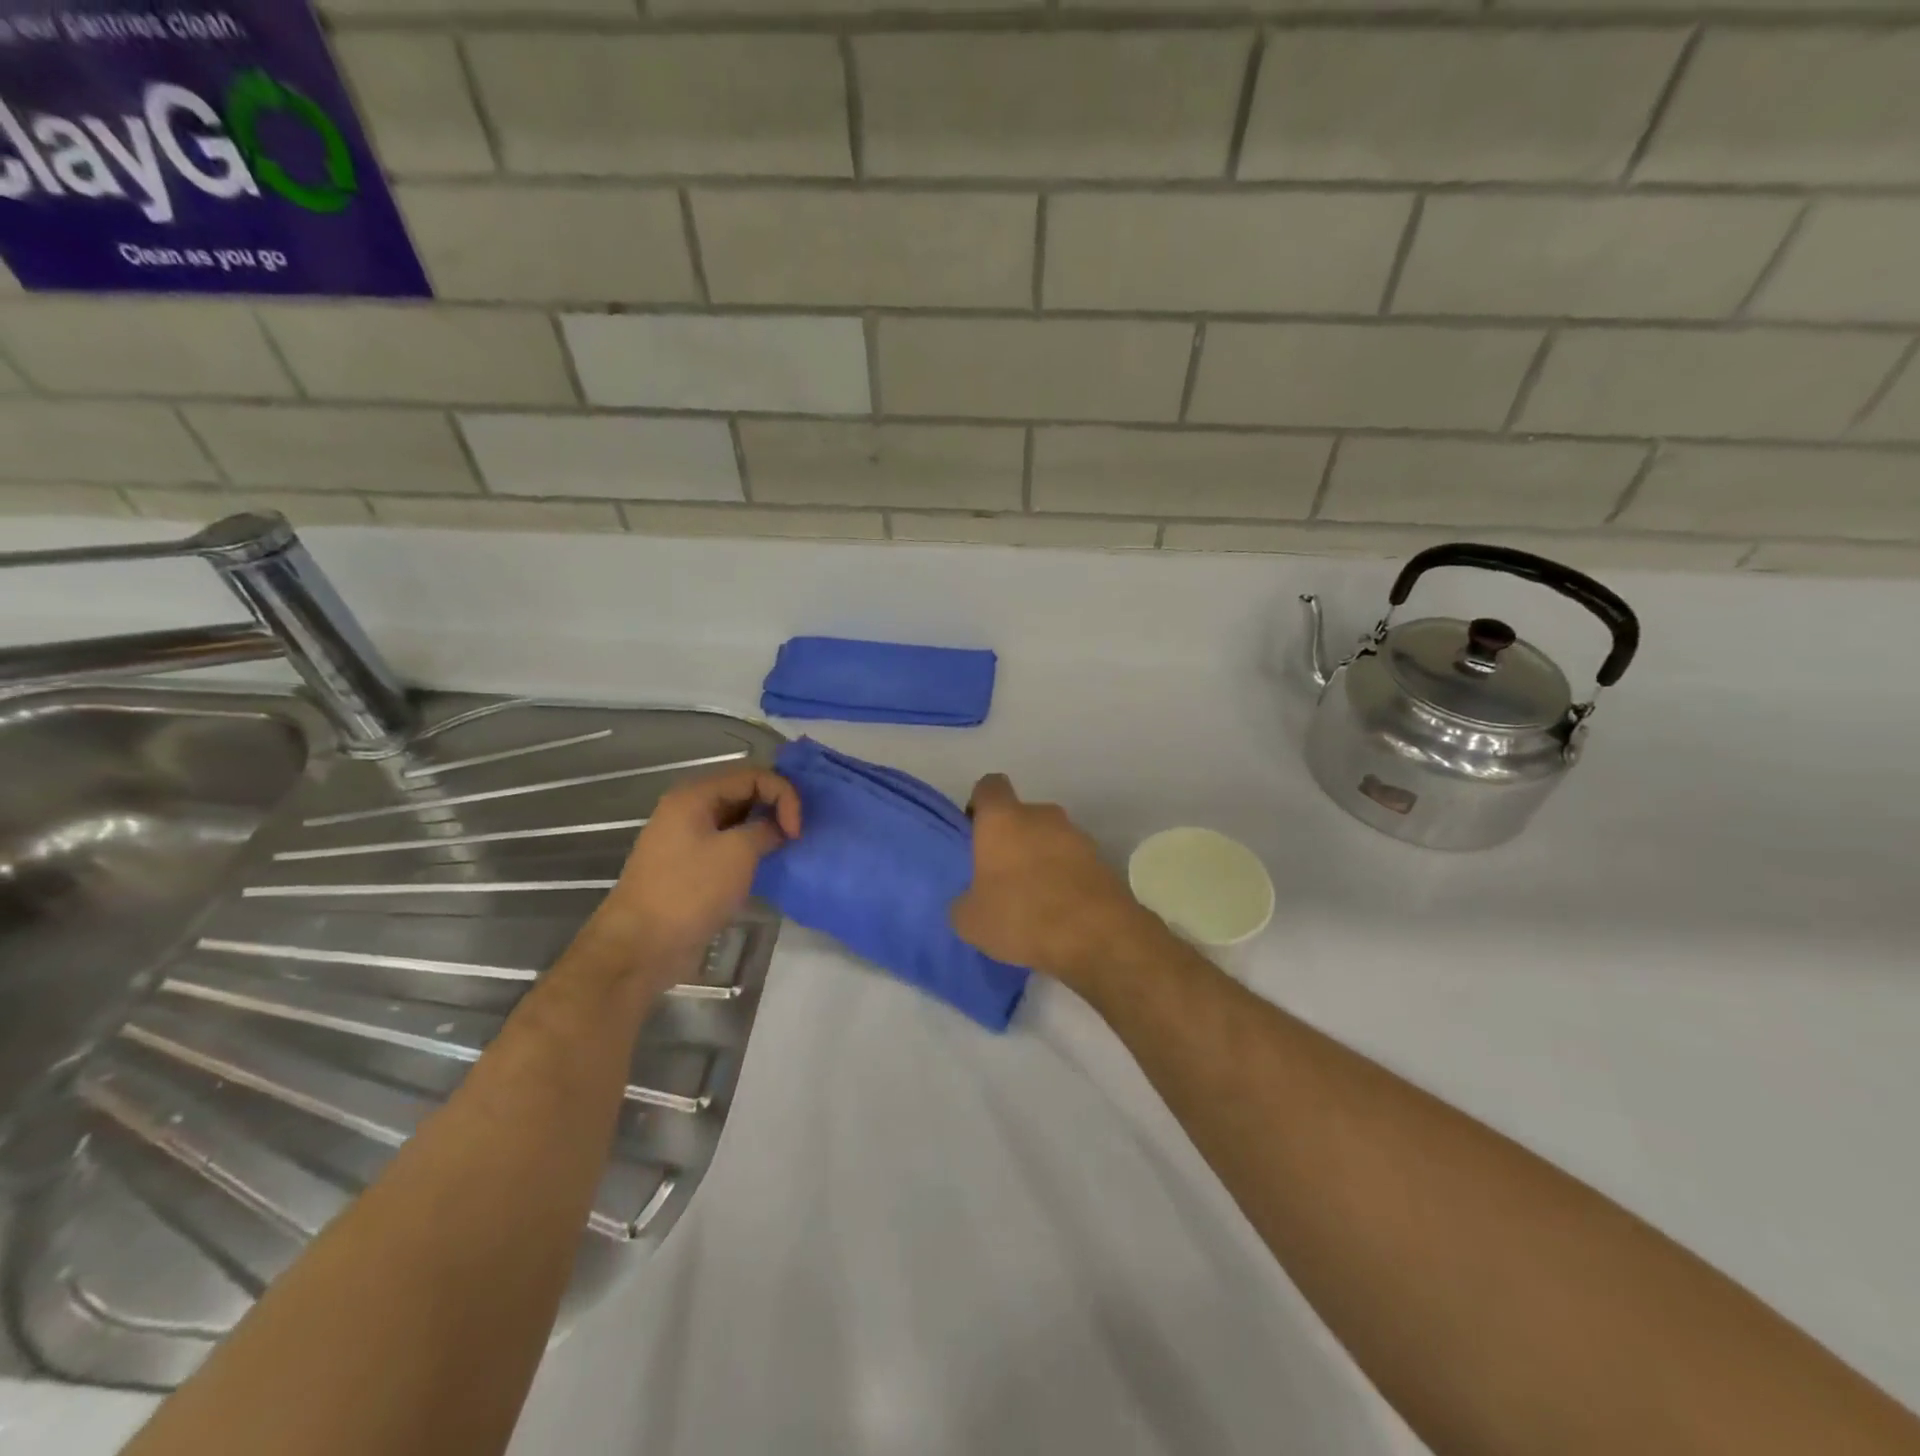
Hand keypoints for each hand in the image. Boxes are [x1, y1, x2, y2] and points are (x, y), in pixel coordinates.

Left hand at [587, 764, 801, 983]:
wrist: (641, 946)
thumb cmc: (689, 892)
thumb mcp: (737, 853)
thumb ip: (766, 829)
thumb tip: (778, 828)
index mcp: (695, 796)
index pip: (753, 775)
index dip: (783, 795)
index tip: (797, 831)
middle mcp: (689, 809)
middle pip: (744, 792)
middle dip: (775, 807)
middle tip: (796, 836)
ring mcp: (687, 839)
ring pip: (737, 819)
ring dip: (764, 829)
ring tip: (786, 848)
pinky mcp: (691, 866)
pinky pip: (727, 844)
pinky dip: (750, 849)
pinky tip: (766, 865)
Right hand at [950, 773, 1162, 987]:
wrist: (1095, 936)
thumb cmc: (1020, 915)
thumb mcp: (970, 920)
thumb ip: (965, 901)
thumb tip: (971, 900)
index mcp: (1003, 819)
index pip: (990, 787)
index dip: (981, 805)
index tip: (976, 832)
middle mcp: (1043, 816)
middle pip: (1024, 816)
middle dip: (1014, 840)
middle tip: (1004, 877)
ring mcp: (1078, 836)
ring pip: (1051, 839)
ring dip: (1043, 860)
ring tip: (1035, 900)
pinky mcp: (1104, 861)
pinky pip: (1075, 864)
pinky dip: (1067, 879)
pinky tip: (1060, 912)